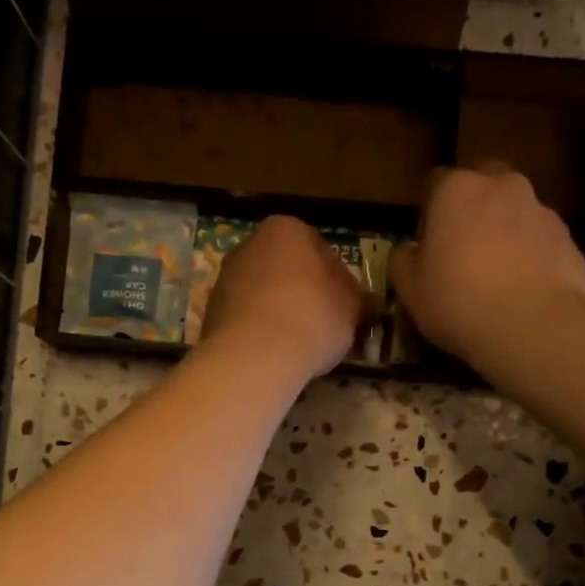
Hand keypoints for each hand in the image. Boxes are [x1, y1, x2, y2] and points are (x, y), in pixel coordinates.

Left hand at [201, 215, 366, 379]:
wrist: (254, 356)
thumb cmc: (312, 319)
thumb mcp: (351, 310)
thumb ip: (362, 301)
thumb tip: (374, 304)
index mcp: (287, 229)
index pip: (322, 250)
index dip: (340, 281)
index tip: (348, 307)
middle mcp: (250, 244)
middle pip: (288, 269)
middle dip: (306, 292)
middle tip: (326, 324)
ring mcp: (225, 277)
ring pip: (264, 292)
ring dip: (281, 311)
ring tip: (300, 342)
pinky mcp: (210, 310)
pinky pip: (246, 316)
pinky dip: (260, 329)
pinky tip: (274, 352)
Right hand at [390, 165, 584, 361]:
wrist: (534, 326)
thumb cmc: (459, 302)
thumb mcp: (411, 290)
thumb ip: (402, 262)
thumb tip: (407, 250)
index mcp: (456, 191)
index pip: (435, 182)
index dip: (429, 212)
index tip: (428, 244)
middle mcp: (501, 186)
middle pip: (483, 184)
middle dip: (472, 208)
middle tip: (463, 250)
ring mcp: (540, 209)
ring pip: (515, 211)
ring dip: (504, 231)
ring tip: (497, 275)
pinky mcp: (568, 238)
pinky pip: (540, 239)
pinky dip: (530, 255)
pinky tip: (522, 290)